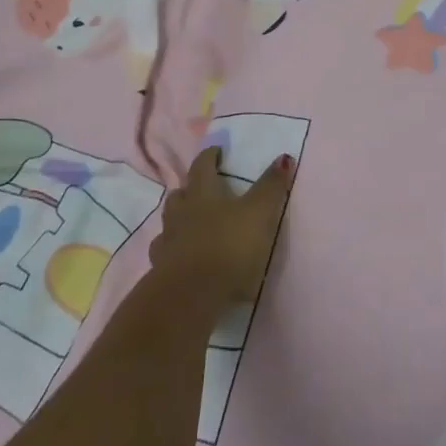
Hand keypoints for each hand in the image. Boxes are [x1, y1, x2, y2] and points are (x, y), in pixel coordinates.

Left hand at [149, 146, 294, 312]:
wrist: (192, 294)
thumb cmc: (229, 246)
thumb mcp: (259, 213)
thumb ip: (271, 186)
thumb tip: (284, 157)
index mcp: (203, 194)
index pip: (203, 166)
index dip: (210, 157)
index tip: (216, 151)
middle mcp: (181, 213)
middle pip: (180, 194)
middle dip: (190, 188)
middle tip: (202, 188)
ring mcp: (168, 242)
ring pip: (169, 222)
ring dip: (179, 218)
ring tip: (191, 222)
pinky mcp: (161, 271)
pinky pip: (165, 253)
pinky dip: (173, 250)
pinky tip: (182, 256)